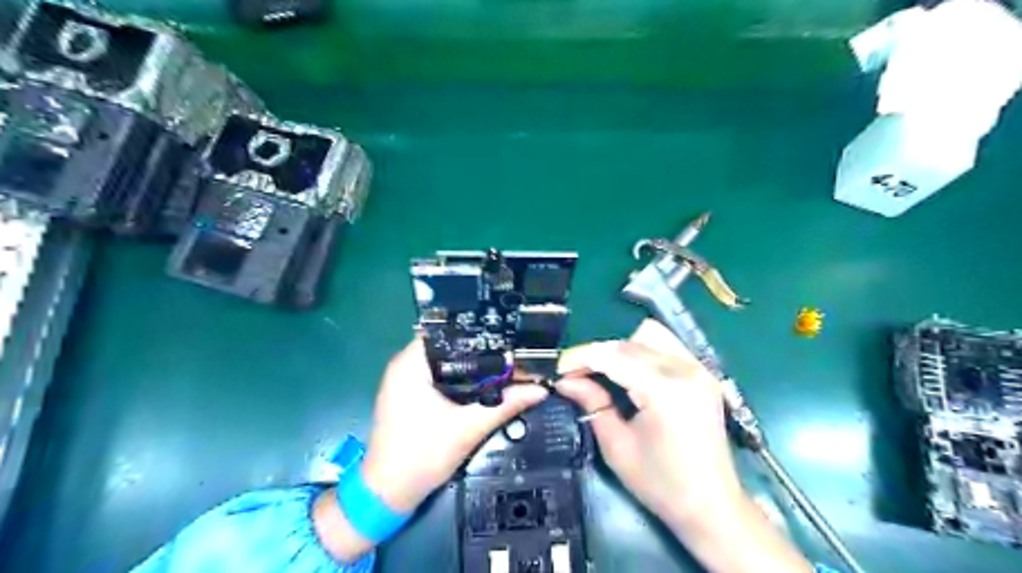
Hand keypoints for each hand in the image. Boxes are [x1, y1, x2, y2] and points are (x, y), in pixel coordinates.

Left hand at [361, 338, 547, 511]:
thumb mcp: (468, 429)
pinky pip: (438, 375)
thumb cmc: (421, 457)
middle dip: (481, 350)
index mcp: (411, 364)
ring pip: (445, 361)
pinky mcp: (408, 395)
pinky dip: (459, 378)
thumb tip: (539, 389)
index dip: (480, 332)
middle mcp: (404, 365)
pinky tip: (482, 384)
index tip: (508, 337)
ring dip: (471, 365)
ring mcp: (403, 380)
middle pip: (449, 345)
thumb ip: (505, 405)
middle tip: (512, 352)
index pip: (449, 331)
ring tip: (503, 364)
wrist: (388, 495)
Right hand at [555, 321, 738, 530]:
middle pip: (629, 342)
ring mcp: (699, 369)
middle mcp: (685, 370)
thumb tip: (566, 381)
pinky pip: (668, 345)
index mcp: (664, 390)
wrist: (712, 505)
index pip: (613, 356)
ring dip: (622, 349)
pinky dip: (643, 351)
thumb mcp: (617, 446)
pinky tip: (632, 374)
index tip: (559, 369)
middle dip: (598, 354)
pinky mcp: (705, 373)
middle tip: (577, 375)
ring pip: (650, 335)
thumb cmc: (661, 483)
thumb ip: (592, 403)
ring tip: (606, 373)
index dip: (581, 358)